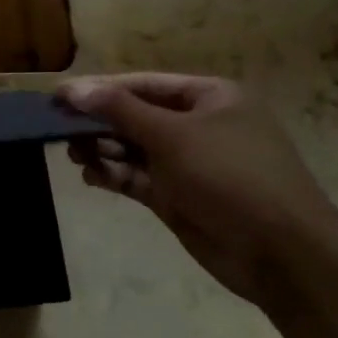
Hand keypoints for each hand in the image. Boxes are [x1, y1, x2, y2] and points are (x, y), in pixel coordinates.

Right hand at [58, 73, 337, 312]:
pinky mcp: (176, 196)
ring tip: (74, 156)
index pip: (142, 84)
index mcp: (209, 98)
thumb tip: (72, 88)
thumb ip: (119, 110)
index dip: (99, 89)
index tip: (57, 97)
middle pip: (134, 116)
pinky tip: (91, 177)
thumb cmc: (230, 177)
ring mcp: (187, 163)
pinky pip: (135, 177)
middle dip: (97, 123)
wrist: (280, 252)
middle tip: (58, 130)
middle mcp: (197, 125)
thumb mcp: (173, 135)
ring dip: (101, 150)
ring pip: (131, 148)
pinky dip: (112, 175)